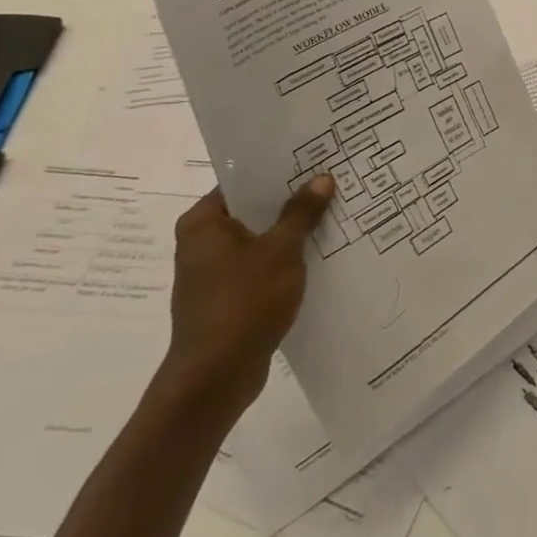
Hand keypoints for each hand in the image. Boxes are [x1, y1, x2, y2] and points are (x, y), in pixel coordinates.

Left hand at [158, 176, 333, 425]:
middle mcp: (202, 243)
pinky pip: (261, 266)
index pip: (242, 182)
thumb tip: (321, 179)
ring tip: (334, 214)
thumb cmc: (243, 302)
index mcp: (203, 223)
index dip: (278, 170)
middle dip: (291, 201)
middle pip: (253, 210)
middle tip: (332, 182)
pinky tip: (320, 255)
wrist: (215, 378)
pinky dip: (285, 260)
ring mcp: (213, 274)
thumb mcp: (281, 251)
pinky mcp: (227, 299)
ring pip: (260, 240)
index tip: (313, 158)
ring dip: (291, 232)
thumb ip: (301, 213)